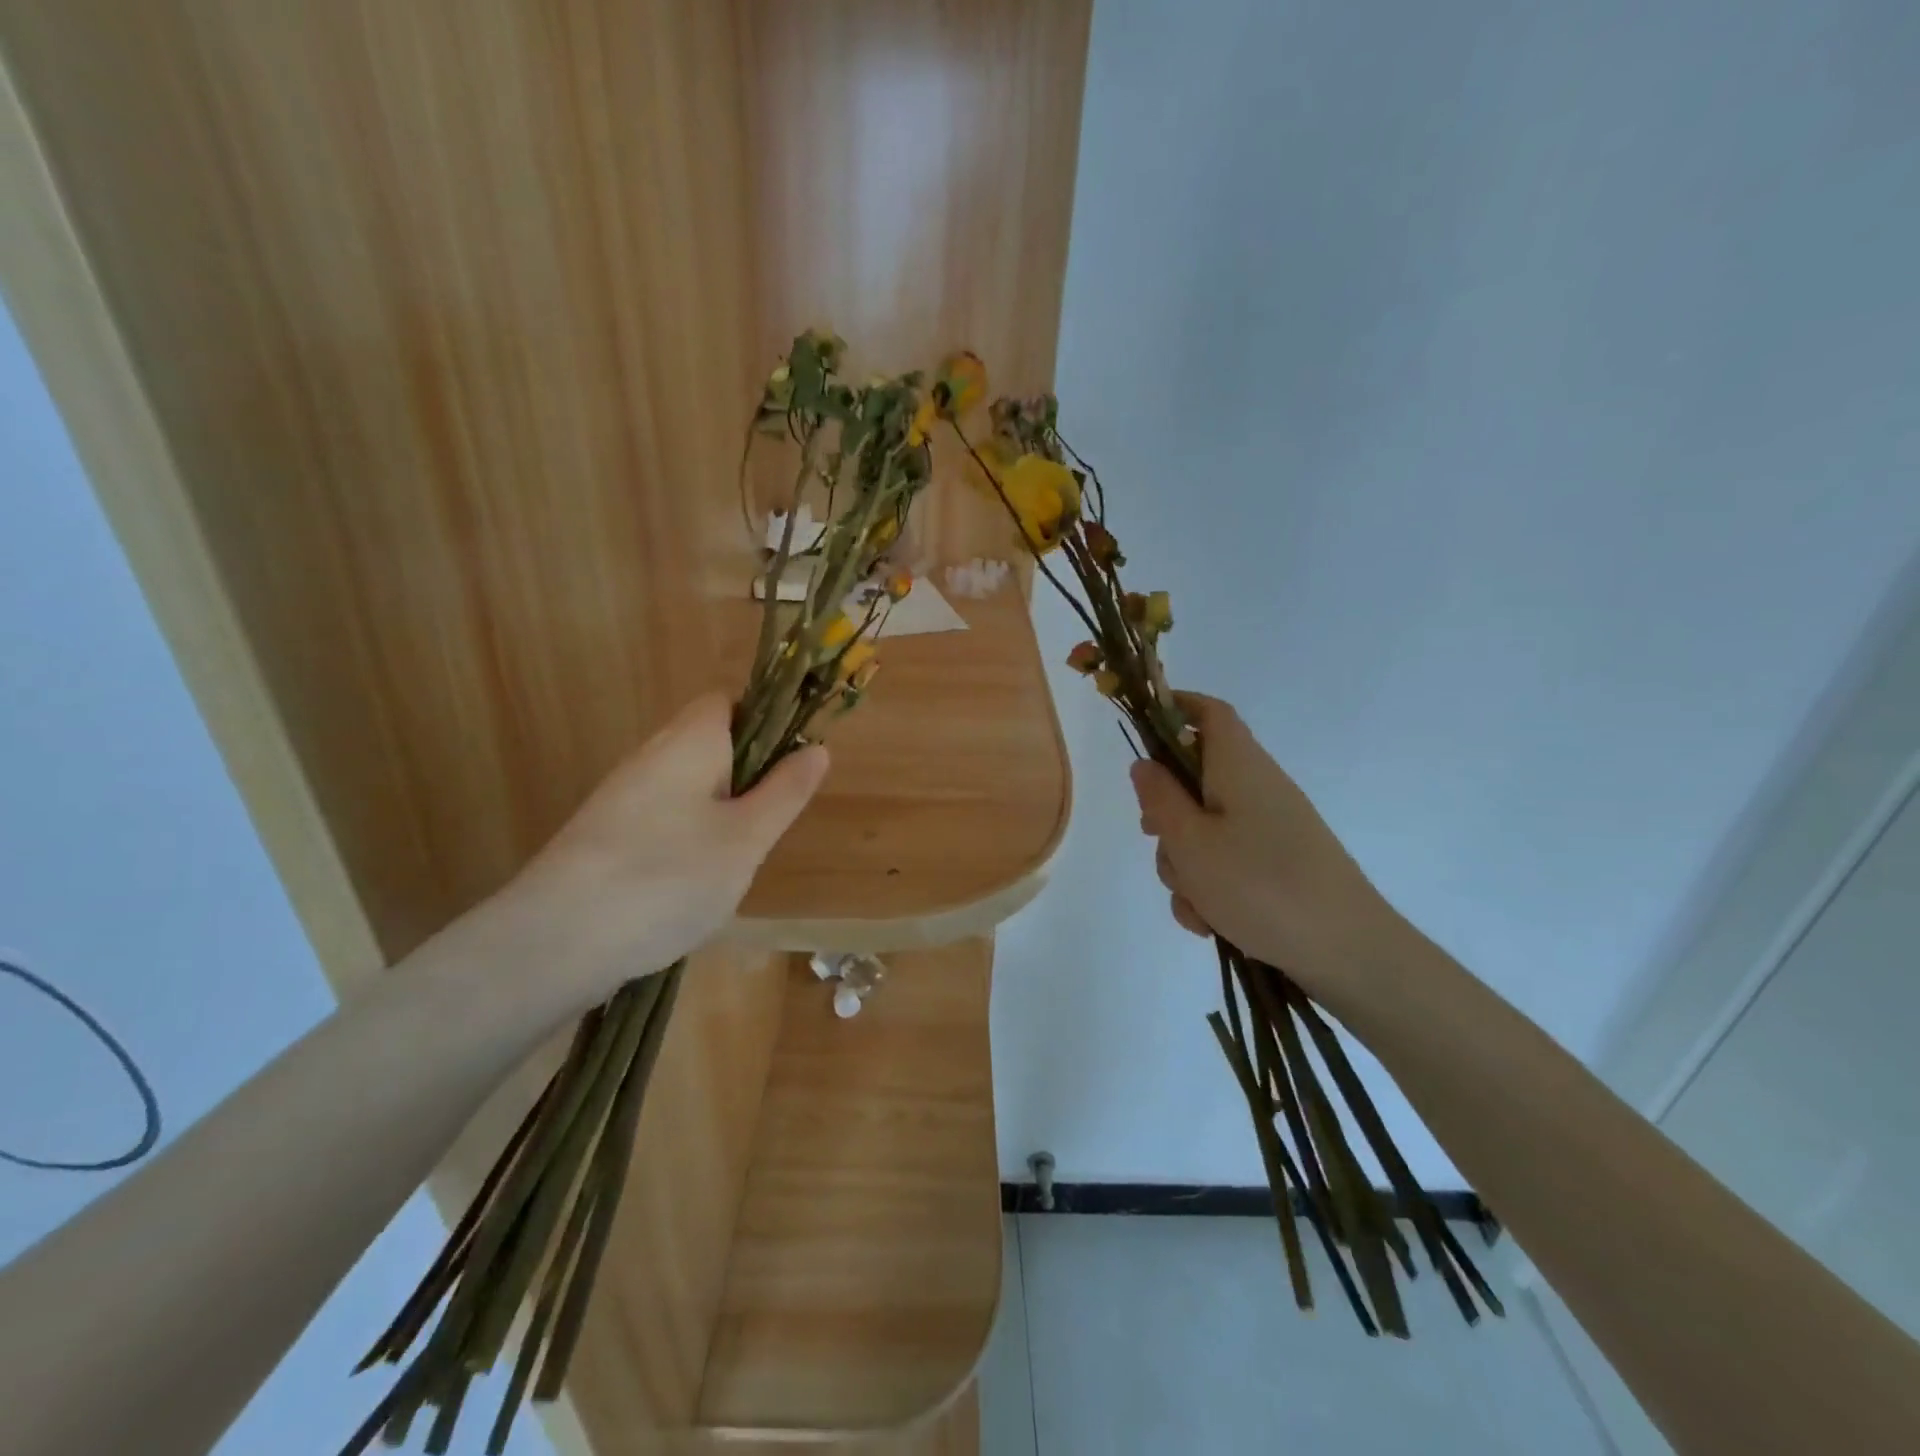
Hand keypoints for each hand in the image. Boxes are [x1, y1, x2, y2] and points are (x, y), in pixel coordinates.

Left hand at [484, 693, 828, 1015]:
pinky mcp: (604, 836)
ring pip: (689, 787)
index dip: (766, 722)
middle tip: (765, 827)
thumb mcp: (746, 838)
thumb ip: (785, 791)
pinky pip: (663, 820)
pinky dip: (687, 841)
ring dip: (720, 815)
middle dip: (747, 779)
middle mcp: (650, 756)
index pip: (729, 702)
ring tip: (732, 864)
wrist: (553, 944)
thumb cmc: (667, 878)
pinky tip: (689, 887)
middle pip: (710, 744)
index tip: (790, 767)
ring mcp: (621, 798)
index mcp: (689, 741)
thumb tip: (817, 748)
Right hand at [1129, 694, 1398, 1005]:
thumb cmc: (1260, 885)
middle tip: (1157, 841)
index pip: (1209, 713)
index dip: (1174, 708)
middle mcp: (1257, 788)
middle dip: (1166, 814)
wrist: (1348, 953)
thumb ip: (1159, 799)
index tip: (1139, 730)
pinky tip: (1212, 923)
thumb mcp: (1191, 842)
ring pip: (1204, 829)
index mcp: (1239, 767)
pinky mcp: (1277, 865)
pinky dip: (1210, 887)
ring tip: (1196, 905)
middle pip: (1195, 779)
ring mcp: (1270, 828)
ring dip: (1186, 864)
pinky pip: (1227, 862)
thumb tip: (1144, 765)